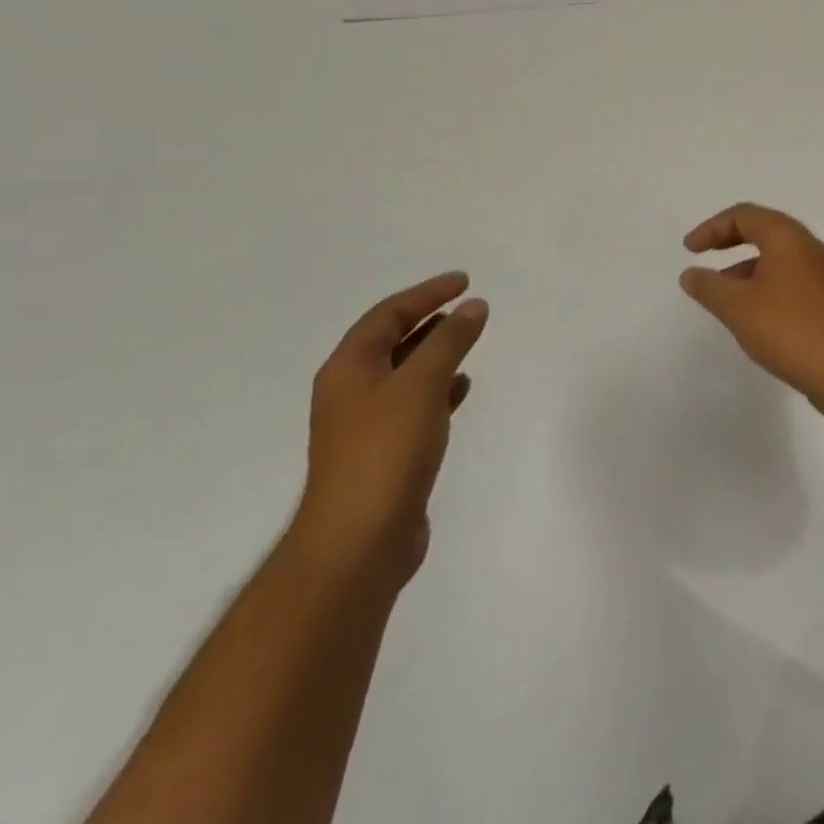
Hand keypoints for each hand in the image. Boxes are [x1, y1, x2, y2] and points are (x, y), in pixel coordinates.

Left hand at [292, 273, 489, 587]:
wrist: (358, 541)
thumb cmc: (385, 452)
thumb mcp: (420, 385)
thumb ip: (449, 342)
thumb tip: (473, 306)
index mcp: (349, 369)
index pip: (388, 315)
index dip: (426, 293)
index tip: (464, 281)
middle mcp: (352, 392)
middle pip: (392, 341)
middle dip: (428, 319)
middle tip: (467, 305)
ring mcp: (367, 425)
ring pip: (405, 373)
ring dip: (435, 352)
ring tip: (469, 339)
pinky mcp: (386, 452)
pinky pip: (416, 404)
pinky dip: (439, 388)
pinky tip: (462, 388)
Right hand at [678, 203, 823, 417]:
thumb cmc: (789, 329)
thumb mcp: (737, 307)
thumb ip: (709, 287)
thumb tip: (691, 274)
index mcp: (787, 237)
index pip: (744, 215)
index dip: (712, 228)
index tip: (689, 250)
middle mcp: (808, 247)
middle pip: (763, 230)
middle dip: (729, 240)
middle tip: (703, 255)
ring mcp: (821, 273)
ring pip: (776, 257)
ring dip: (745, 267)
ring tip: (721, 293)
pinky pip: (788, 279)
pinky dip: (763, 285)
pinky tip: (751, 315)